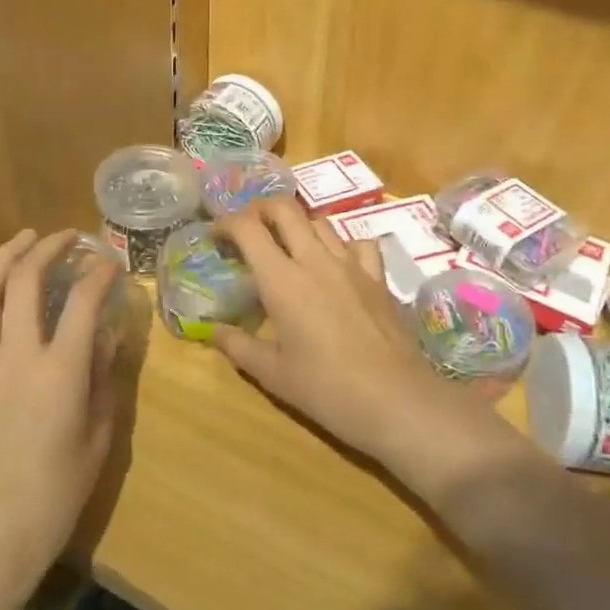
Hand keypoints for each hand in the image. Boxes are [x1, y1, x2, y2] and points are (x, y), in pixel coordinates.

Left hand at [0, 229, 121, 605]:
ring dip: (3, 258)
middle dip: (49, 249)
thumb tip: (107, 334)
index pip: (83, 302)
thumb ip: (103, 380)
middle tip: (66, 237)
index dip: (100, 274)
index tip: (111, 263)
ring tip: (21, 241)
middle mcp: (15, 356)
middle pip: (25, 282)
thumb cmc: (53, 498)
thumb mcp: (96, 440)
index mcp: (60, 372)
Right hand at [213, 199, 493, 481]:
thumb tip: (213, 330)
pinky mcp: (378, 277)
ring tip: (287, 245)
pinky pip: (358, 242)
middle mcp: (315, 260)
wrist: (396, 400)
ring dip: (297, 224)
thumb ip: (238, 347)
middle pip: (285, 209)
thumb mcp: (273, 374)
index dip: (227, 223)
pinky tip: (336, 262)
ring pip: (320, 221)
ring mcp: (352, 265)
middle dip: (259, 209)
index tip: (216, 236)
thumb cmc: (327, 389)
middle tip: (248, 229)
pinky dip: (341, 243)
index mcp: (282, 280)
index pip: (248, 228)